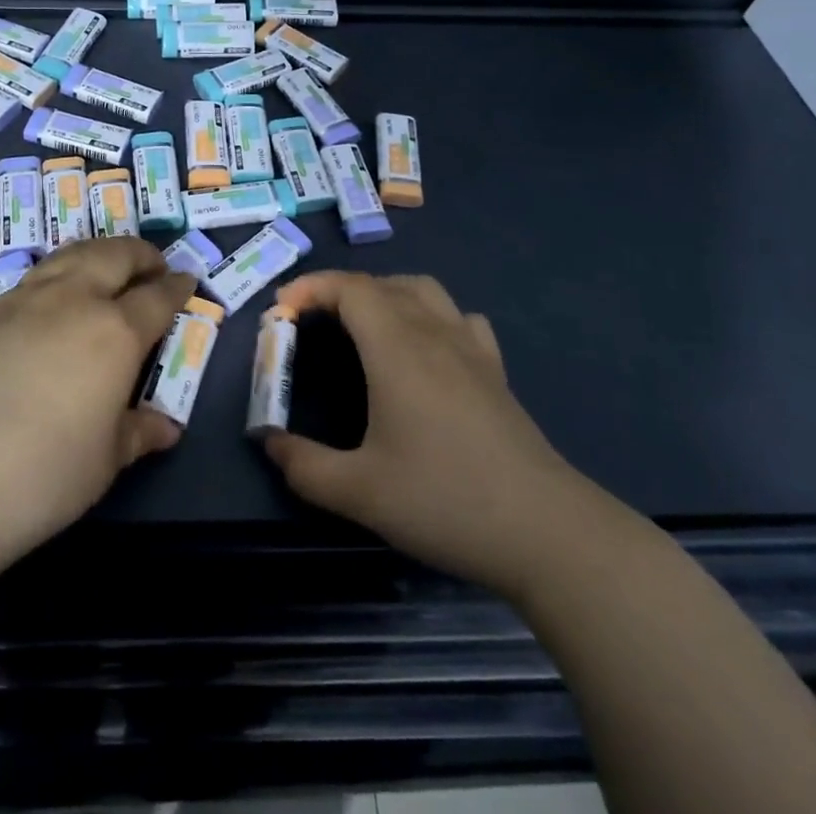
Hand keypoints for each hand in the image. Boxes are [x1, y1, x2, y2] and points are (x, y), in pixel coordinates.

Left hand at [0, 237, 195, 565]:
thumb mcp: (105, 459)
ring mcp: (27, 300)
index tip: (188, 282)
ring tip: (108, 267)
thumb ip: (138, 432)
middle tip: (153, 266)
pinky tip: (57, 296)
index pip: (157, 296)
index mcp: (115, 330)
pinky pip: (39, 274)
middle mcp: (74, 299)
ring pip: (73, 254)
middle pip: (115, 254)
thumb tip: (166, 428)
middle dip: (141, 254)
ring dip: (100, 253)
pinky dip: (62, 271)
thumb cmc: (44, 472)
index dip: (177, 287)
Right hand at [263, 272, 587, 594]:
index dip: (310, 287)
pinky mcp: (496, 370)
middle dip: (338, 291)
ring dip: (384, 293)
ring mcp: (471, 348)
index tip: (281, 313)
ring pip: (423, 290)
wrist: (546, 532)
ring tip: (361, 325)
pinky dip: (429, 314)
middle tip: (310, 322)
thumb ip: (304, 465)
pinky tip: (425, 348)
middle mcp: (433, 332)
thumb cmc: (445, 501)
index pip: (349, 288)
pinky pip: (458, 317)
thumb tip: (269, 442)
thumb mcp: (360, 492)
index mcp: (397, 347)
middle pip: (381, 283)